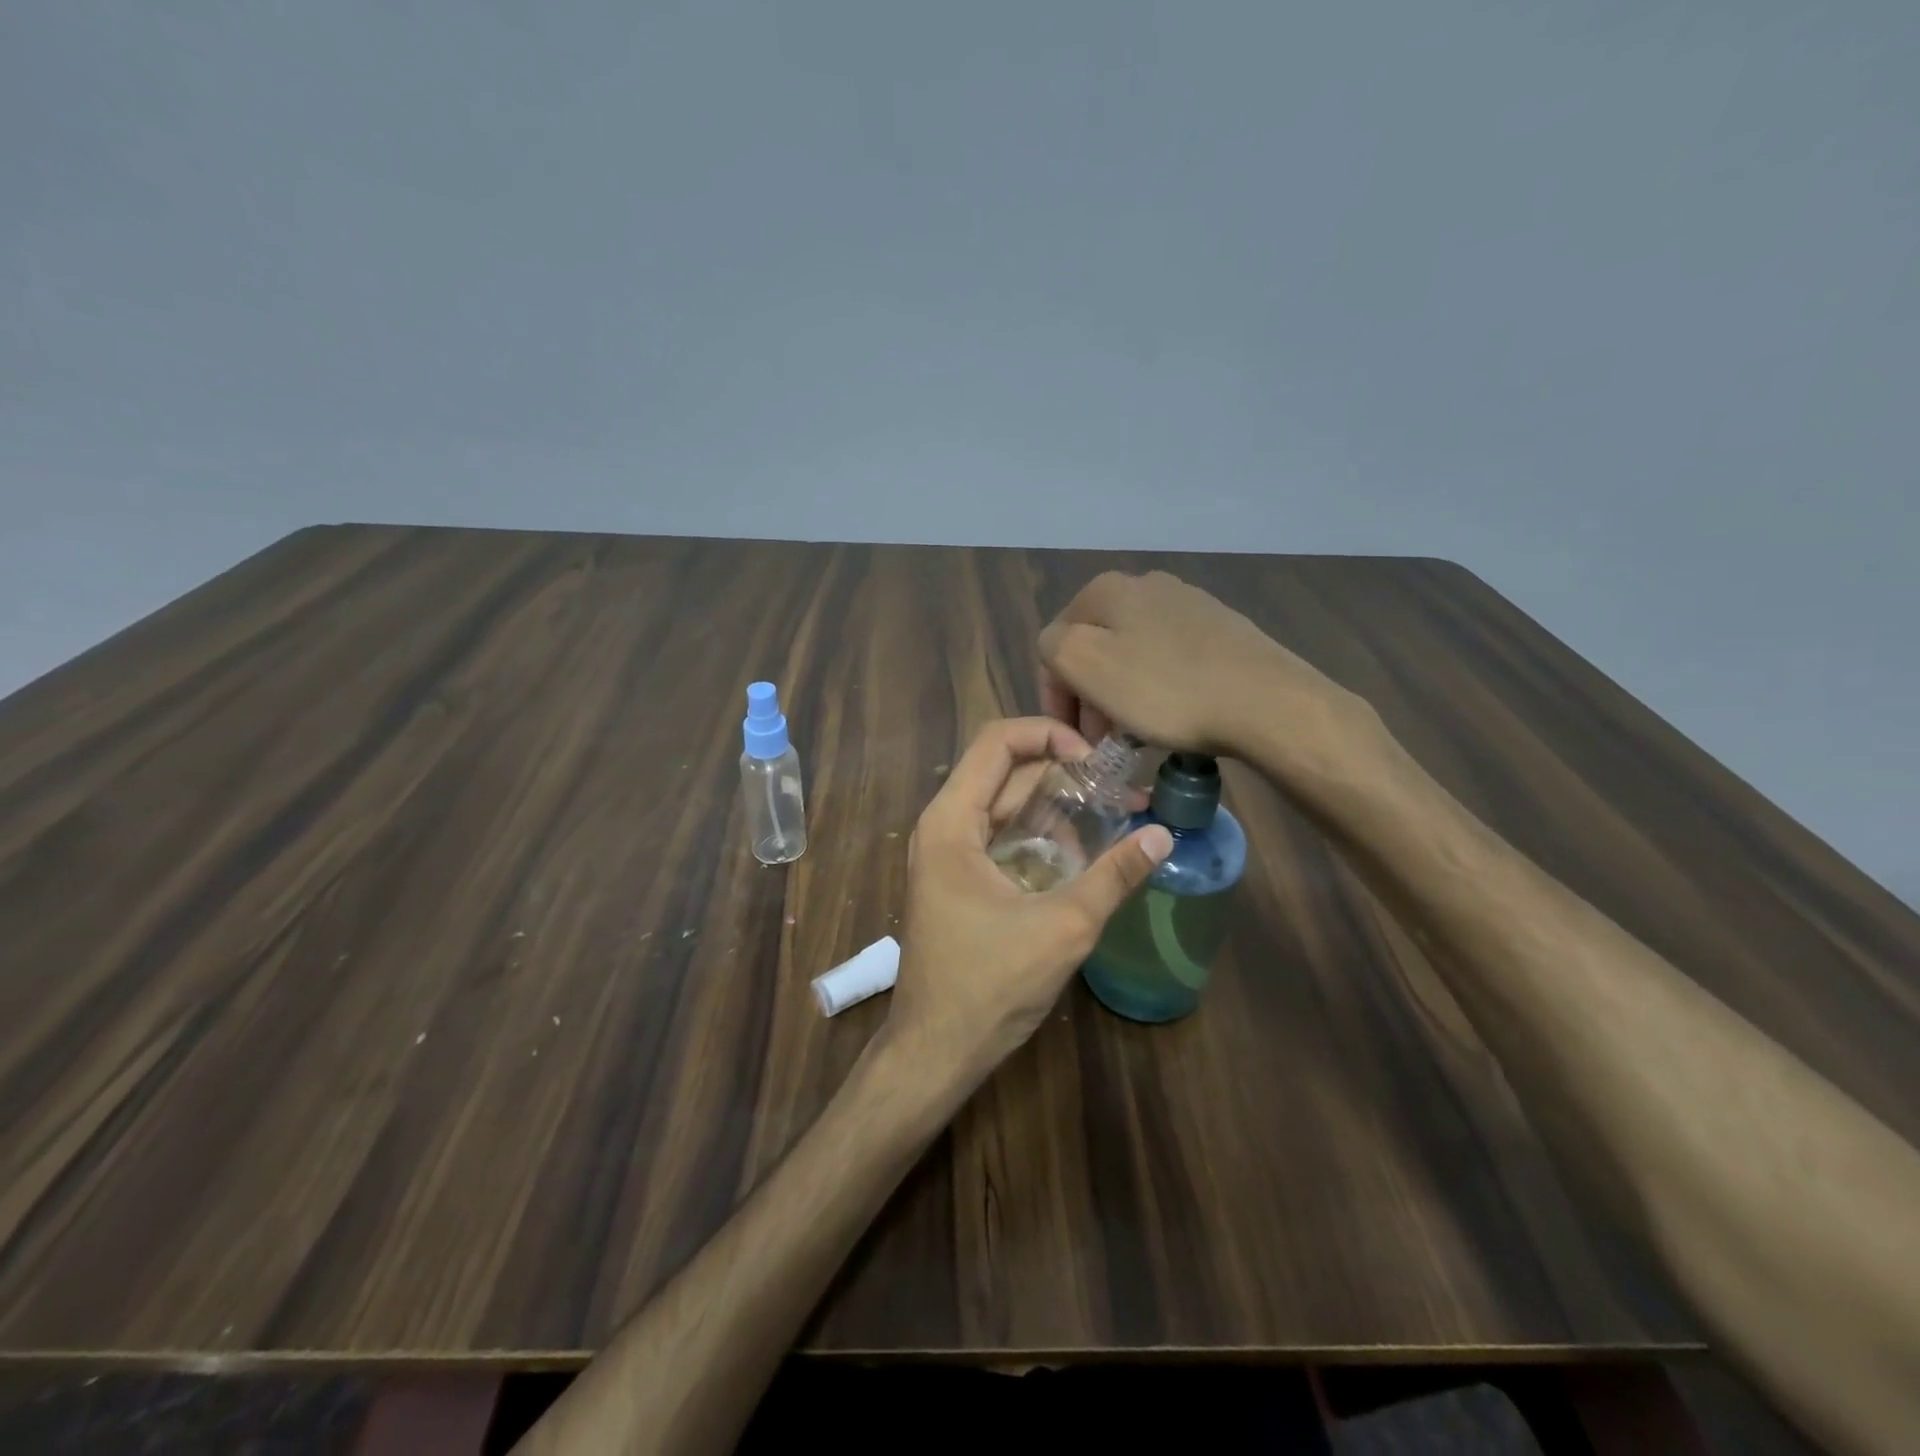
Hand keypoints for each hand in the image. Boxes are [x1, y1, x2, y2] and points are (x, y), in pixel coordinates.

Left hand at [884, 717, 1172, 1088]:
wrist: (935, 1051)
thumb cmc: (989, 985)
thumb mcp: (1063, 927)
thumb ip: (1113, 876)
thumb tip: (1162, 835)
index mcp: (952, 821)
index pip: (998, 742)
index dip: (1049, 734)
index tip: (1097, 759)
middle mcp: (944, 827)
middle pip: (1006, 773)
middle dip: (1064, 774)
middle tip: (1122, 790)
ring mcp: (948, 855)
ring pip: (1006, 807)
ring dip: (1057, 808)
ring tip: (1115, 819)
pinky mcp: (959, 881)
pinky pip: (1002, 839)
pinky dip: (1041, 837)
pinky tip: (1084, 856)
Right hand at [1038, 570, 1372, 769]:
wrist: (1265, 701)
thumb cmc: (1165, 689)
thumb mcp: (1085, 664)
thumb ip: (1053, 647)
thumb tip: (1061, 648)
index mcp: (1105, 589)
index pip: (1055, 644)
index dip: (1056, 696)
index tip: (1073, 738)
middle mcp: (1145, 584)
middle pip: (1095, 647)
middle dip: (1089, 694)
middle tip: (1101, 740)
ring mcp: (1188, 603)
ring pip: (1131, 653)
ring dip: (1121, 693)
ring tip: (1133, 733)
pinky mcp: (1220, 628)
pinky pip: (1168, 659)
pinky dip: (1157, 687)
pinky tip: (1171, 714)